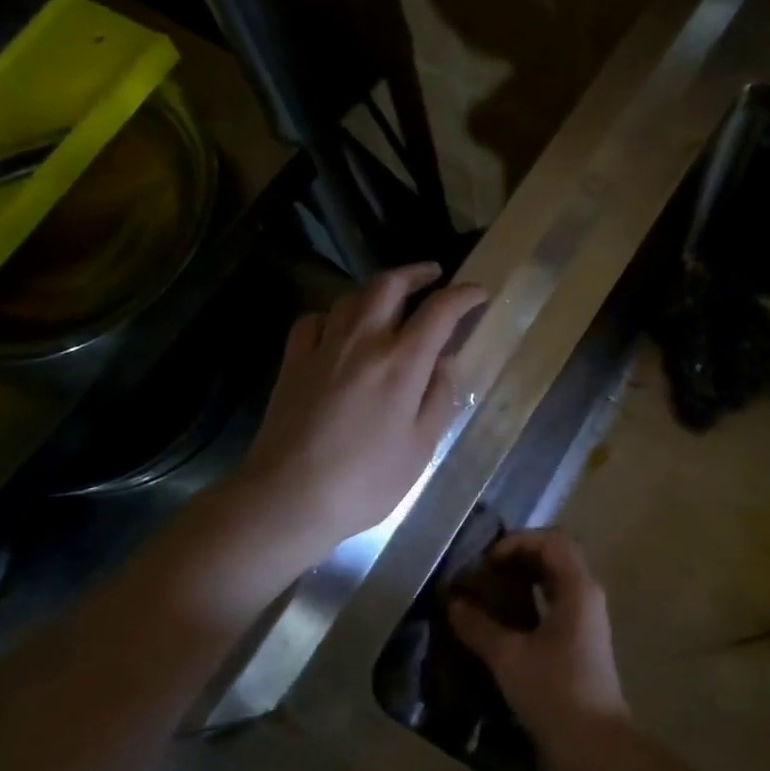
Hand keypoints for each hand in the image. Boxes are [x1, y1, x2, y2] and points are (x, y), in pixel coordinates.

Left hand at [235, 262, 486, 555]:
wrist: (289, 497)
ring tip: (392, 299)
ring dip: (378, 289)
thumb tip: (445, 361)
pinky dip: (335, 315)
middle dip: (416, 273)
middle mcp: (362, 342)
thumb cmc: (367, 480)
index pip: (440, 311)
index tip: (480, 293)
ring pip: (352, 297)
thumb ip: (439, 397)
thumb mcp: (422, 446)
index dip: (464, 295)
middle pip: (389, 285)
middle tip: (434, 275)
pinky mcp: (293, 363)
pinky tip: (340, 329)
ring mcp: (323, 349)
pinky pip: (315, 320)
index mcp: (402, 363)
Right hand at [448, 530, 630, 770]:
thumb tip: (452, 602)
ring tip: (484, 594)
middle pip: (553, 557)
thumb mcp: (509, 657)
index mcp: (578, 587)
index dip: (517, 541)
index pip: (552, 539)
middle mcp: (586, 596)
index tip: (485, 562)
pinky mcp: (578, 644)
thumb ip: (478, 625)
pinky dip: (526, 604)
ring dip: (520, 581)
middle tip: (481, 574)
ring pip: (552, 582)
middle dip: (516, 558)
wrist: (593, 749)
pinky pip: (551, 607)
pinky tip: (498, 623)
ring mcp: (585, 621)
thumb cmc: (554, 693)